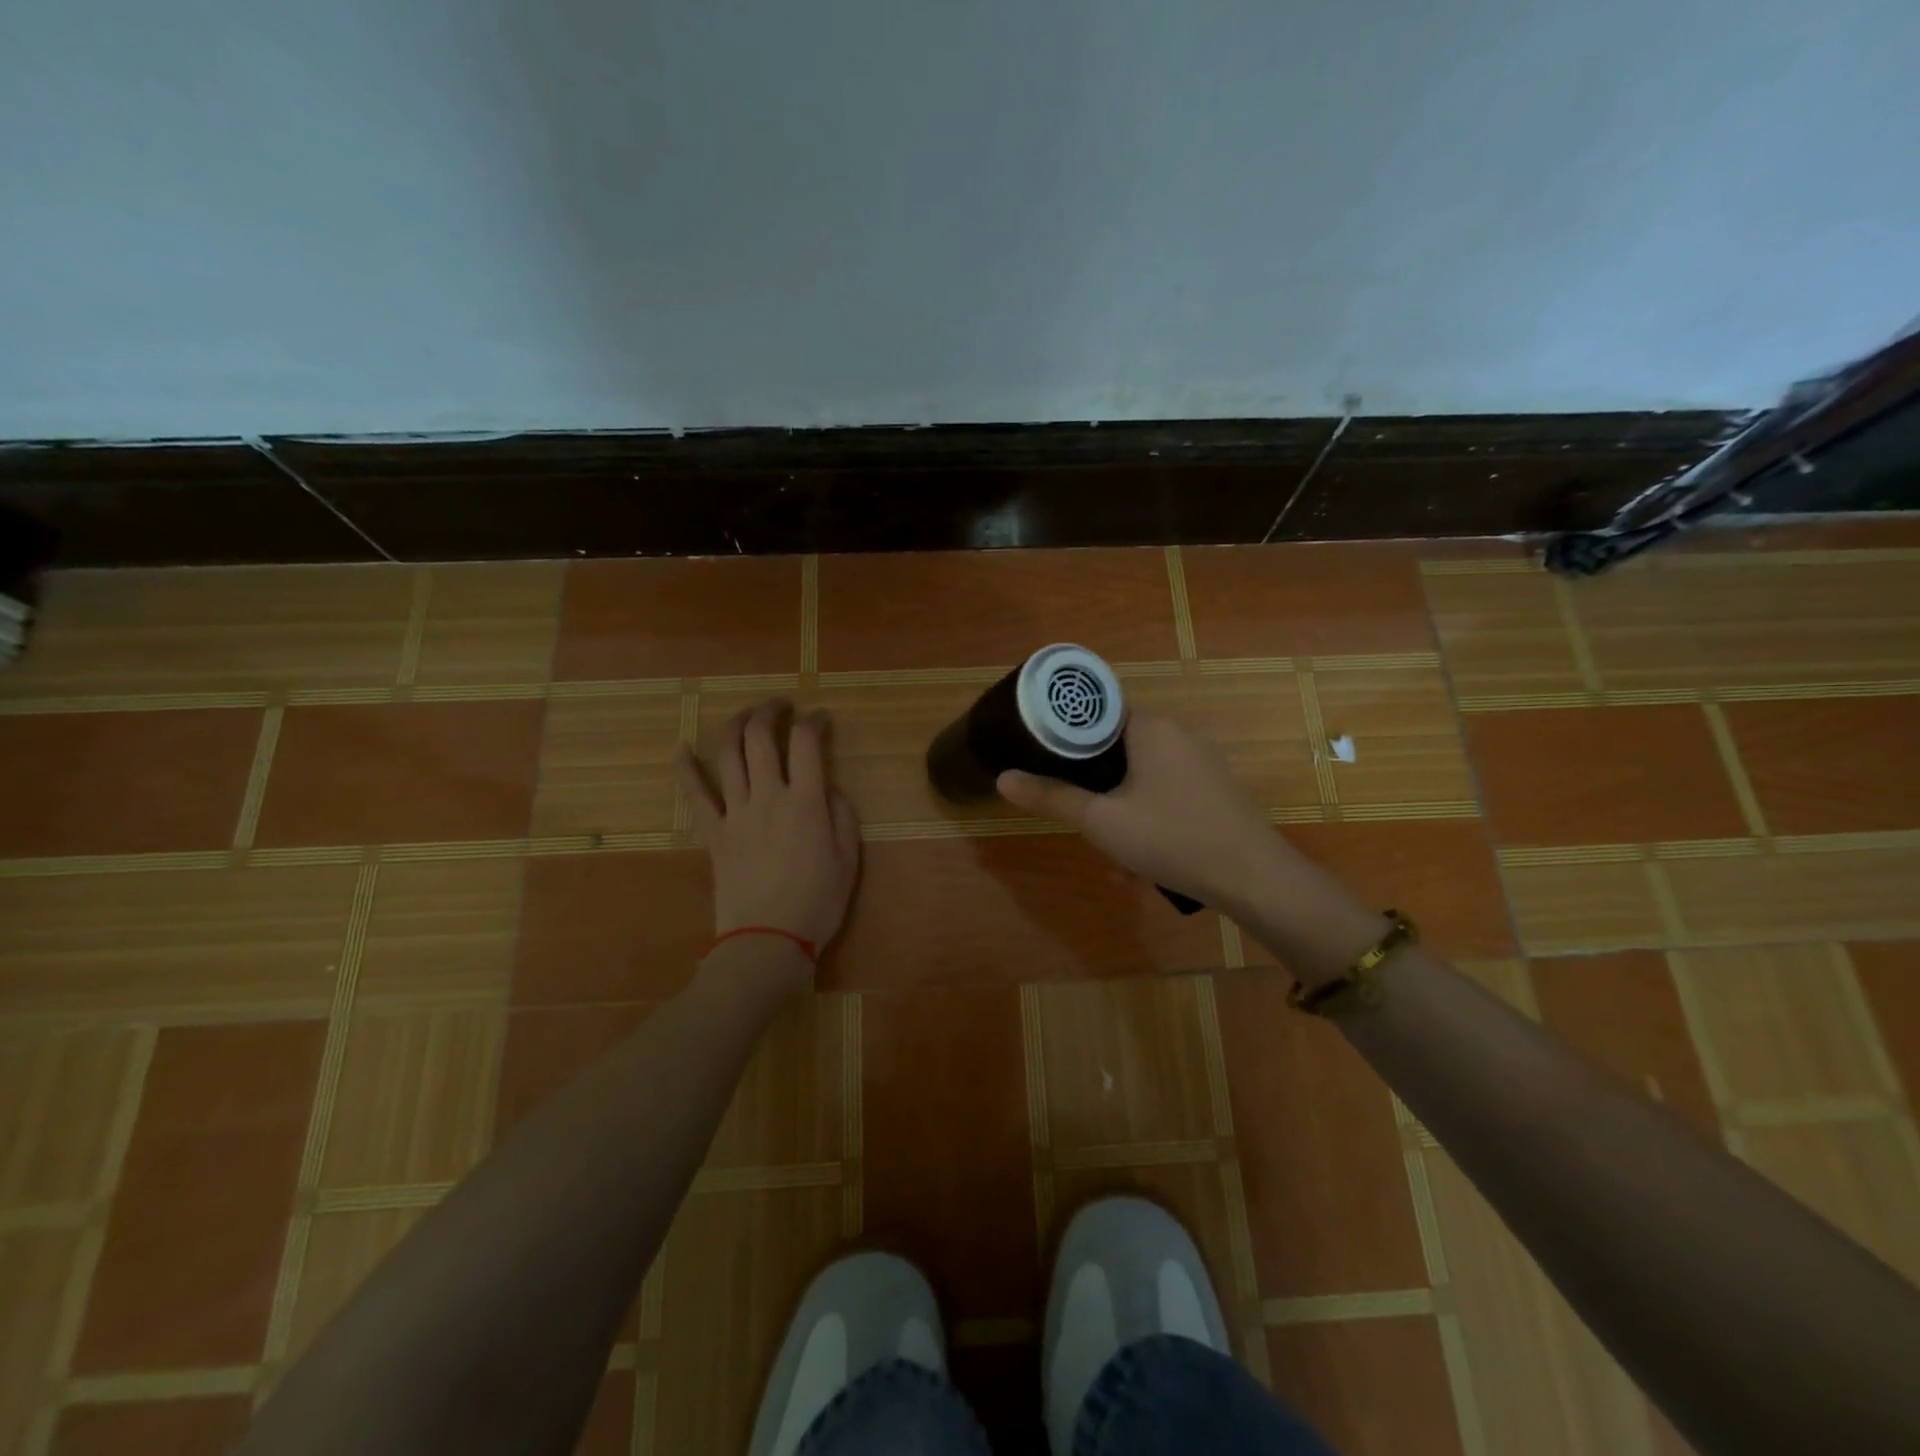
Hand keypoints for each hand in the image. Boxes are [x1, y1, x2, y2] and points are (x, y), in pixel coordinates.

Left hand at [677, 701, 861, 956]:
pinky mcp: (714, 833)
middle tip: (780, 706)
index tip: (821, 718)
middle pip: (760, 737)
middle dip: (769, 711)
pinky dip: (686, 769)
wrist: (767, 941)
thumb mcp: (848, 859)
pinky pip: (695, 795)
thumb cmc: (817, 903)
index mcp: (805, 802)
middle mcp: (767, 796)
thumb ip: (841, 815)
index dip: (814, 721)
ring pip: (728, 755)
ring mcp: (735, 813)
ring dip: (735, 726)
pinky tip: (682, 748)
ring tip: (746, 716)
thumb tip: (829, 789)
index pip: (807, 742)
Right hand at [996, 714, 1301, 911]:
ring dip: (1122, 810)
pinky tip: (1144, 864)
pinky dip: (1150, 819)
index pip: (1100, 708)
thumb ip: (1051, 797)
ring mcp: (1204, 762)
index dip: (1070, 728)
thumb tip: (1003, 778)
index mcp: (1151, 728)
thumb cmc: (1171, 838)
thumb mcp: (1101, 821)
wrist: (1254, 879)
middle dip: (1096, 785)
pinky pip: (1169, 794)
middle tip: (1080, 815)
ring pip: (1144, 777)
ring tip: (1115, 858)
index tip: (1046, 751)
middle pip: (1120, 747)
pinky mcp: (1218, 790)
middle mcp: (1180, 734)